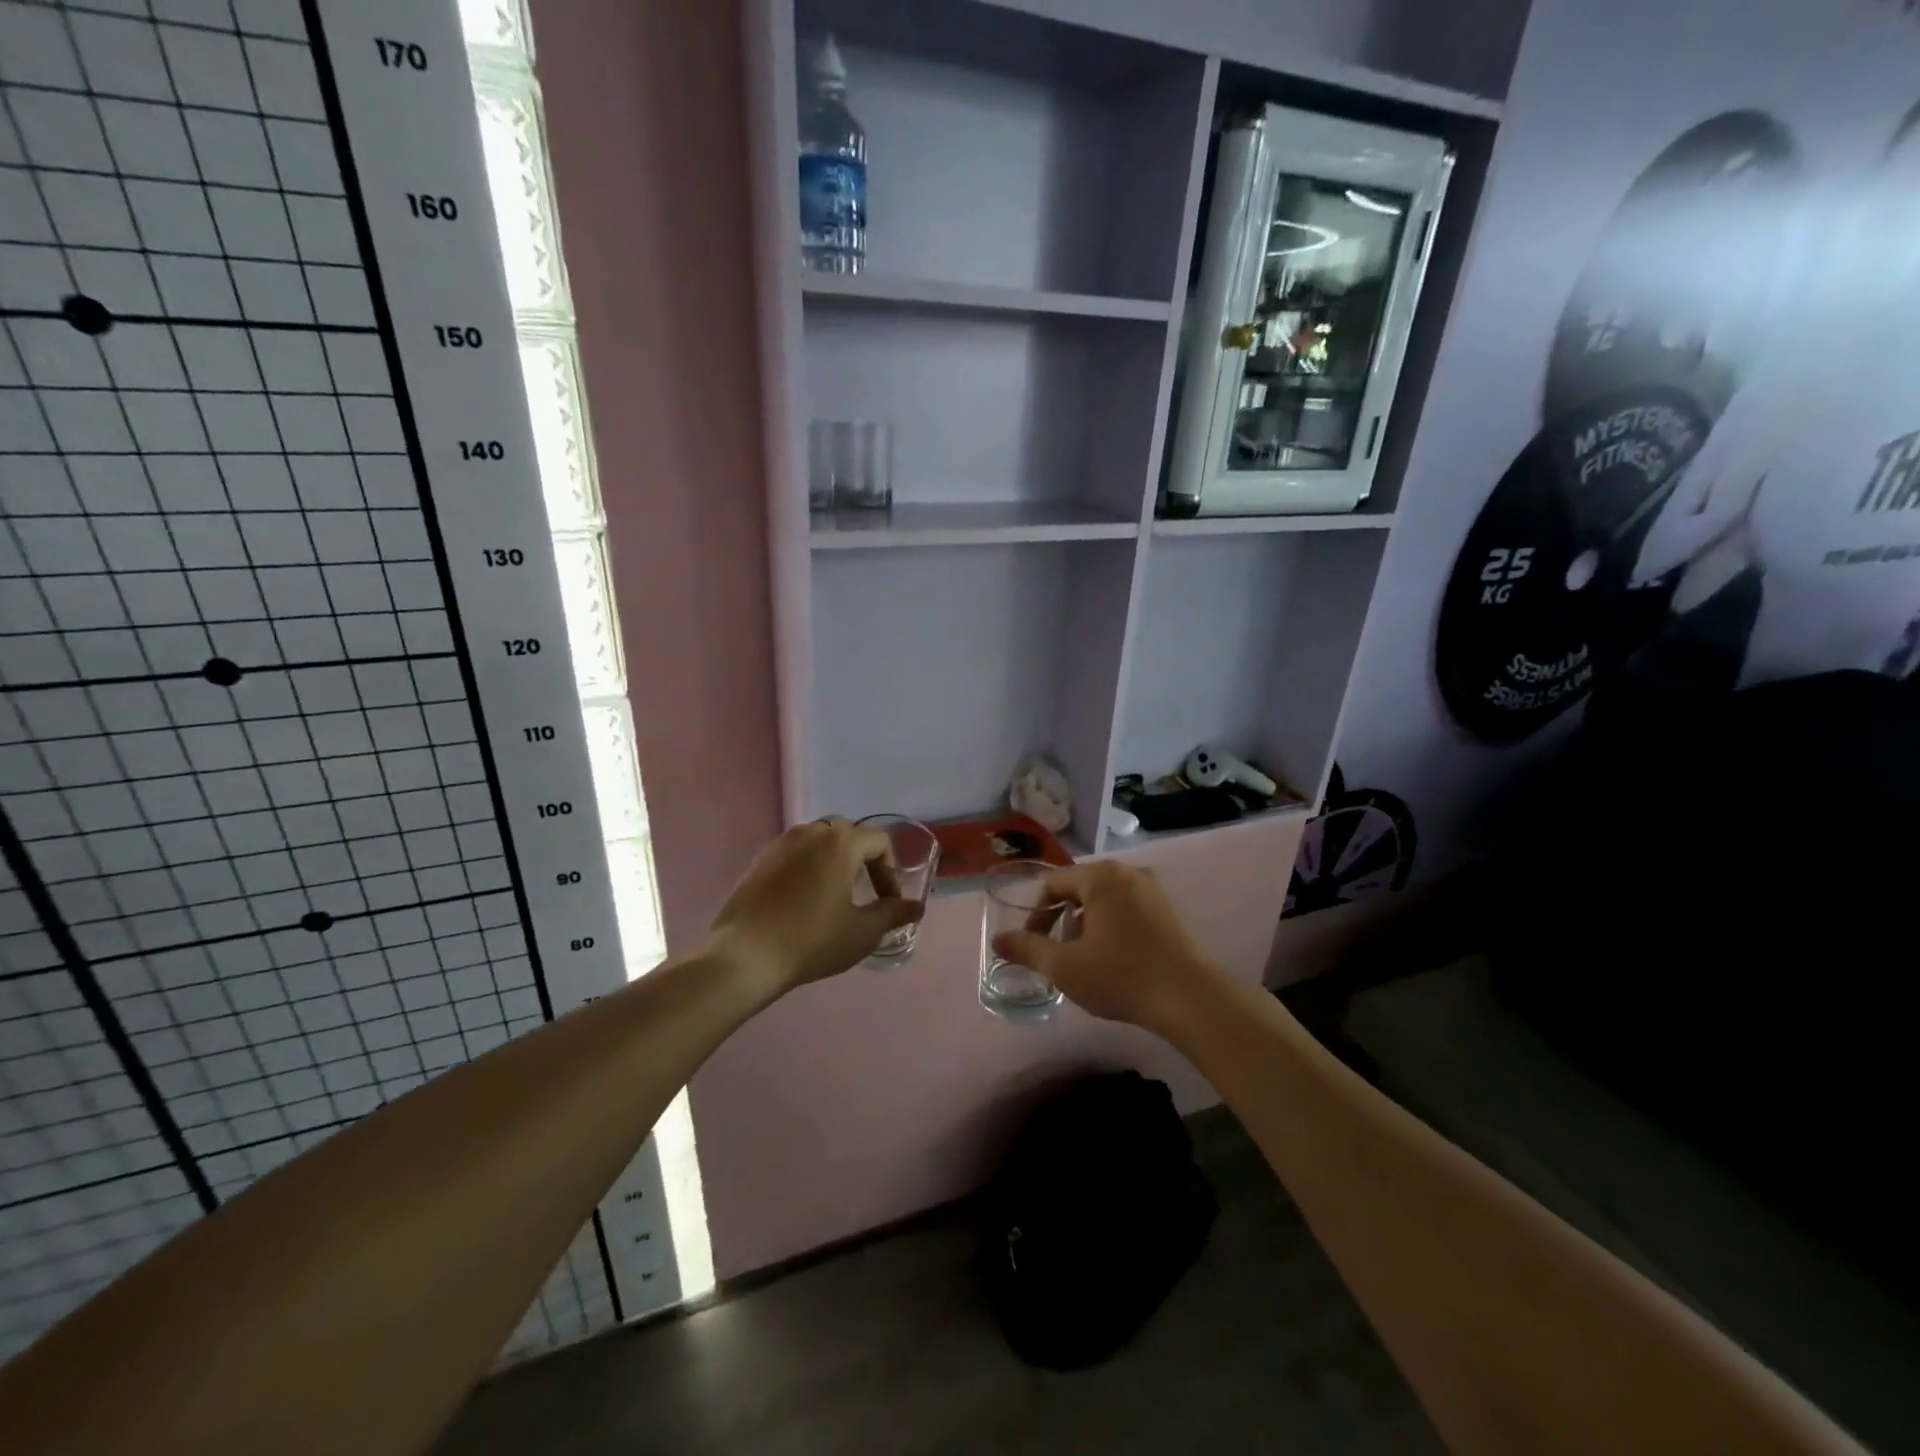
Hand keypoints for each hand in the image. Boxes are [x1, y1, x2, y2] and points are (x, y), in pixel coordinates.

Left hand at [707, 819, 922, 996]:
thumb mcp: (862, 932)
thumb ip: (892, 914)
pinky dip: (808, 866)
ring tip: (835, 893)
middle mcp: (811, 832)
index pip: (879, 840)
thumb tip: (916, 907)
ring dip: (834, 859)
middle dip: (863, 858)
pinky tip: (803, 900)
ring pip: (818, 840)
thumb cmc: (812, 940)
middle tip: (865, 891)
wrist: (745, 956)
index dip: (891, 870)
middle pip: (848, 833)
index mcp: (840, 842)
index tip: (888, 901)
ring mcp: (781, 844)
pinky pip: (794, 853)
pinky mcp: (759, 860)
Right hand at [990, 861, 1222, 1033]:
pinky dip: (1113, 930)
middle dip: (1063, 922)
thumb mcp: (1065, 966)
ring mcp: (1155, 891)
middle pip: (1080, 890)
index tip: (1034, 947)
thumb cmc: (1122, 976)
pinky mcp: (1171, 912)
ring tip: (1088, 963)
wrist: (1194, 1000)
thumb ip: (1027, 949)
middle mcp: (1129, 873)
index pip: (1053, 884)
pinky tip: (1117, 963)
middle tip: (1061, 958)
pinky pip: (1128, 911)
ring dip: (1087, 928)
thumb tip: (997, 941)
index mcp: (1102, 877)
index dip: (1036, 916)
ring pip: (1105, 902)